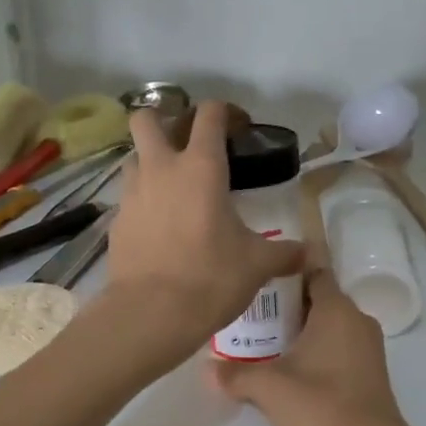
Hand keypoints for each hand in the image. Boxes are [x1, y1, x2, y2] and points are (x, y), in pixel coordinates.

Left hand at [98, 102, 303, 364]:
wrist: (150, 313)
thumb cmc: (210, 278)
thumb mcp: (256, 265)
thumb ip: (284, 253)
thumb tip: (309, 254)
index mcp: (201, 167)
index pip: (209, 115)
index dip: (224, 112)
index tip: (237, 127)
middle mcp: (160, 168)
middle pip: (147, 119)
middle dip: (164, 121)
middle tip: (186, 144)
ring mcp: (132, 193)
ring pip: (133, 157)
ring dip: (149, 161)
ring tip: (172, 186)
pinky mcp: (116, 221)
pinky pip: (128, 197)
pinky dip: (142, 201)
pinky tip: (159, 226)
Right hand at [213, 268, 415, 425]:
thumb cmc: (320, 405)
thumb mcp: (268, 388)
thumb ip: (235, 374)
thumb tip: (207, 369)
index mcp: (336, 309)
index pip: (313, 271)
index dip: (286, 272)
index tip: (259, 281)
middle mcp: (357, 319)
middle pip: (319, 299)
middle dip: (288, 305)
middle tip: (253, 315)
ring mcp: (369, 346)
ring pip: (331, 325)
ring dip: (303, 330)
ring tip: (267, 342)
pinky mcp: (372, 370)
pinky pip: (341, 346)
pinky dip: (319, 349)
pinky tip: (294, 369)